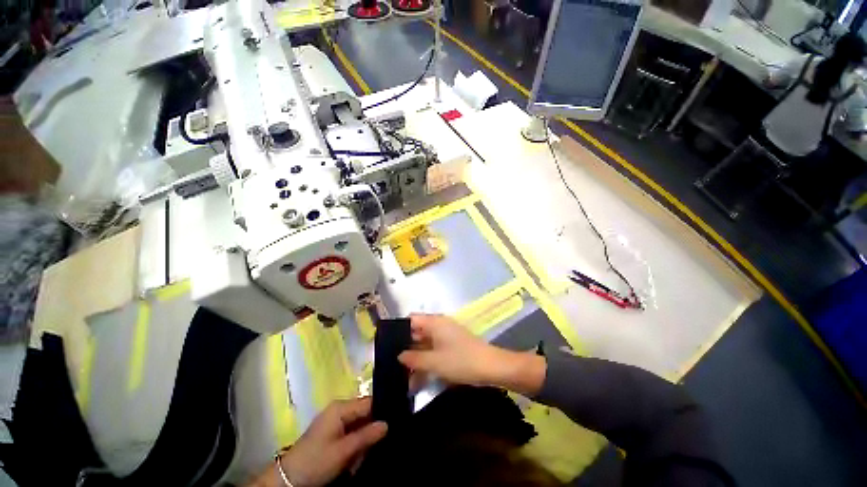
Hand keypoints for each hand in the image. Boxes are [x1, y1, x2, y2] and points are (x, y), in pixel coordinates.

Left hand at [249, 397, 386, 486]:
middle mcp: (339, 409)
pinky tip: (353, 460)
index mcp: (341, 407)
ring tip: (359, 459)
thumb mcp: (343, 451)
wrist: (288, 479)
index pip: (369, 402)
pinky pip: (351, 433)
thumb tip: (387, 424)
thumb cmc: (316, 461)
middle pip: (365, 414)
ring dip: (362, 442)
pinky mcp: (331, 432)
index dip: (381, 411)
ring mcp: (334, 421)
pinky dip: (354, 446)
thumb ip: (366, 436)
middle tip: (373, 448)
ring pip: (359, 426)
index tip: (392, 424)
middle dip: (370, 431)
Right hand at [397, 314, 545, 396]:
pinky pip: (434, 349)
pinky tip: (418, 377)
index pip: (411, 320)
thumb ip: (414, 359)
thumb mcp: (434, 362)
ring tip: (402, 375)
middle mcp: (439, 325)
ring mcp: (446, 335)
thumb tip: (399, 356)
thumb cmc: (461, 361)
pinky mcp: (452, 345)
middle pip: (417, 332)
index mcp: (434, 322)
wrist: (491, 367)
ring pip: (425, 343)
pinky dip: (426, 360)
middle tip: (391, 363)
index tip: (386, 345)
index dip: (398, 330)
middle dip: (405, 347)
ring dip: (415, 357)